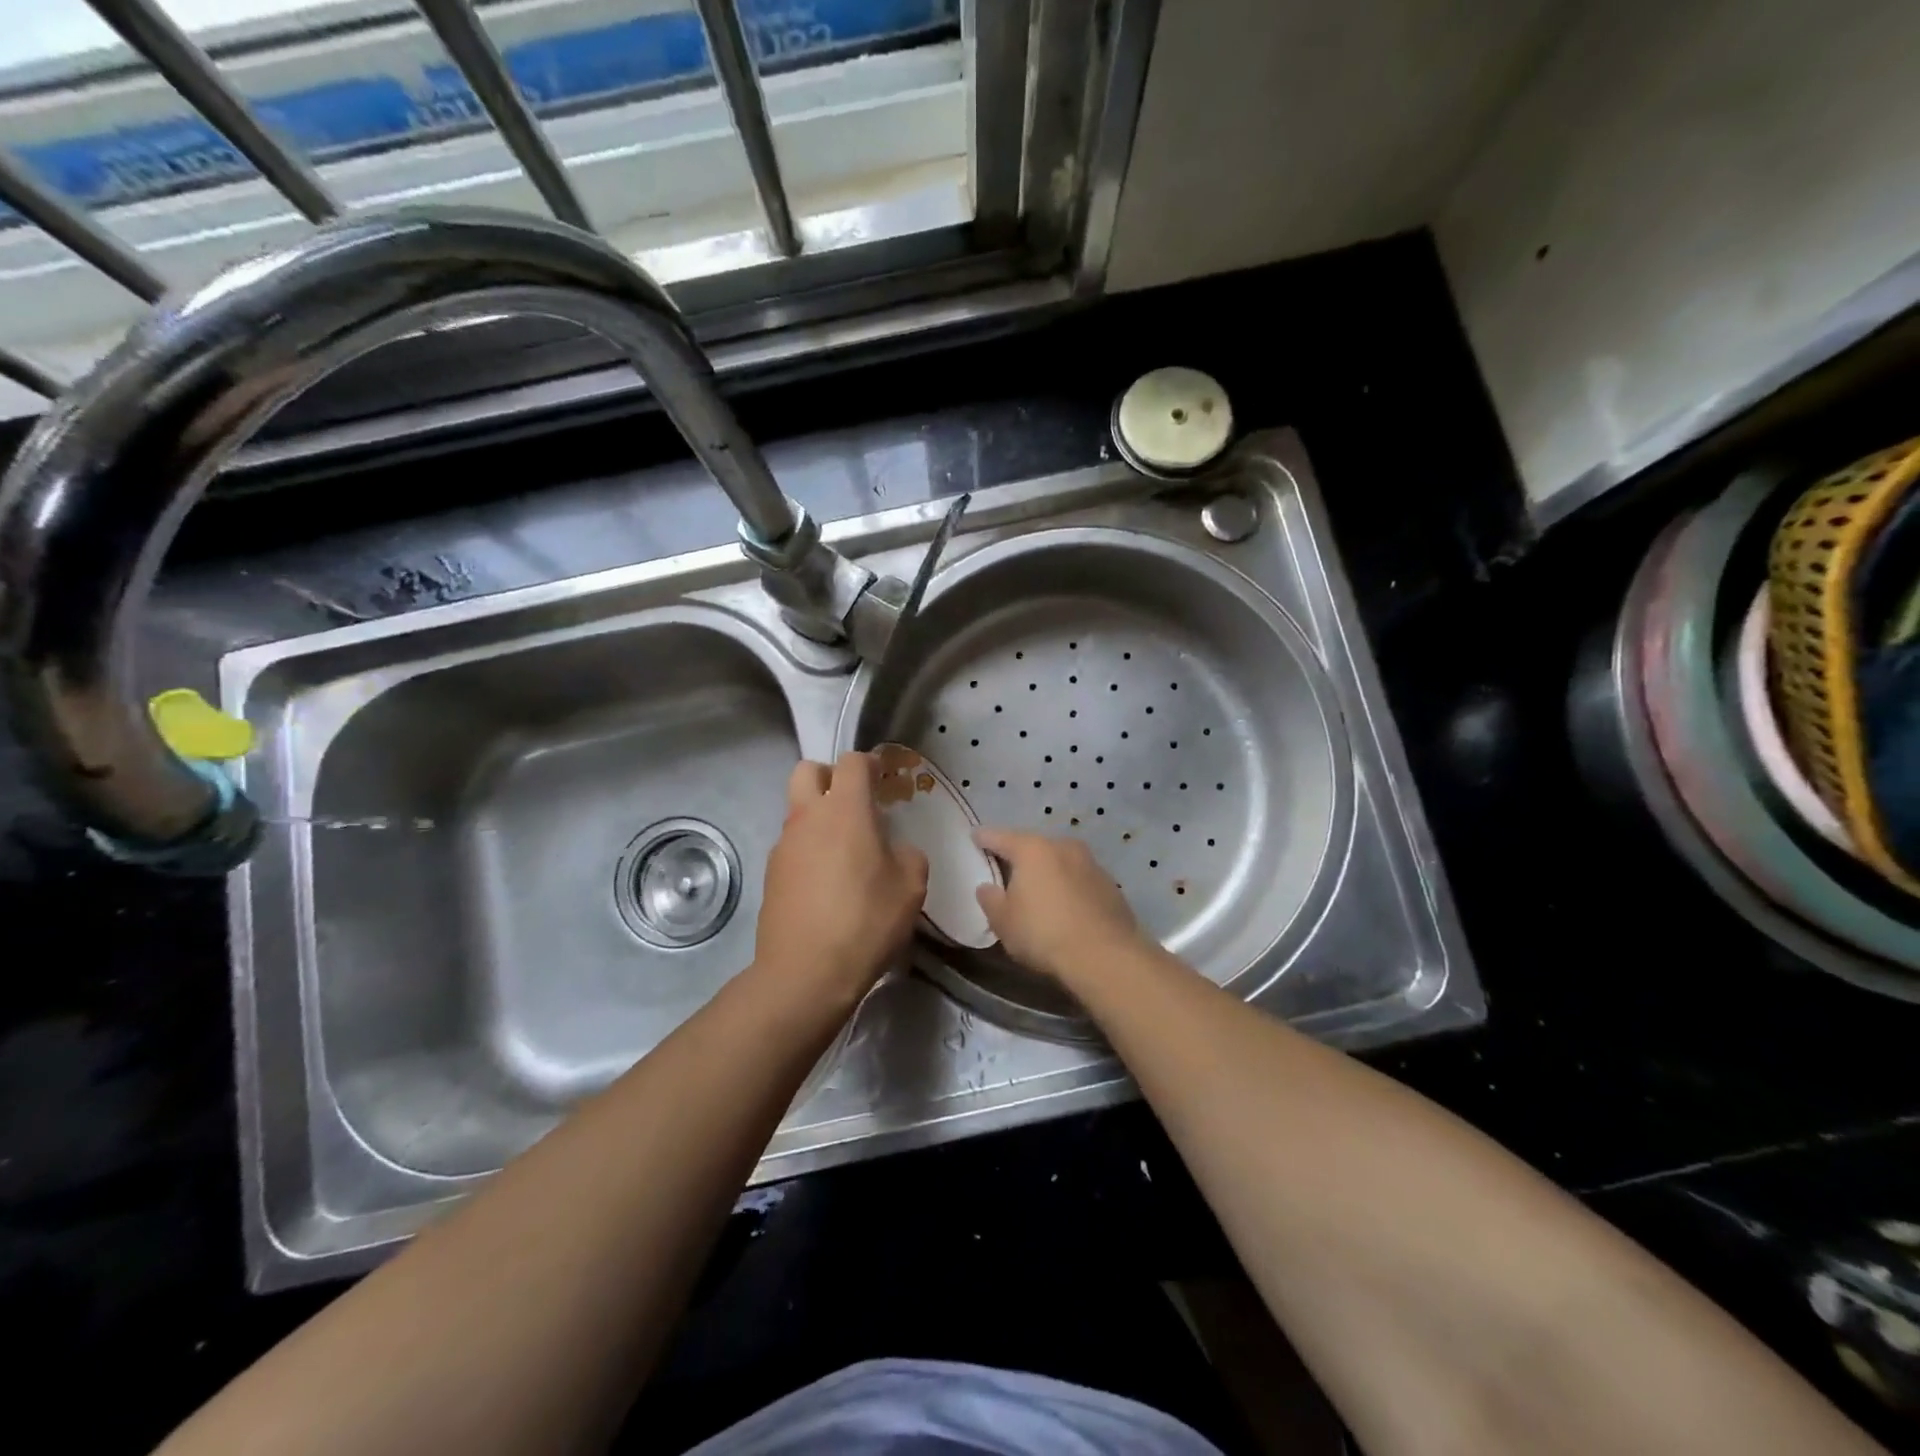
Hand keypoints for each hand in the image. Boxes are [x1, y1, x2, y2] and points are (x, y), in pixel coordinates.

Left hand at [755, 753, 928, 1008]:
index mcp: (844, 810)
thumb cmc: (866, 921)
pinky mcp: (771, 874)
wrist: (805, 973)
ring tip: (846, 851)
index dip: (870, 763)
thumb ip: (908, 854)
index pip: (852, 762)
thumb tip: (895, 850)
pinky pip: (792, 845)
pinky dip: (809, 849)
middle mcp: (807, 818)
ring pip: (797, 810)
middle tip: (854, 803)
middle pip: (808, 771)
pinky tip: (828, 883)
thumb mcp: (911, 886)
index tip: (883, 778)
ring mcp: (783, 846)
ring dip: (819, 816)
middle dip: (830, 777)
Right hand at [974, 828, 1150, 985]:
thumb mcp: (1003, 922)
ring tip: (1038, 890)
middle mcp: (1063, 847)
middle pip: (1033, 846)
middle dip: (1019, 856)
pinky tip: (1066, 907)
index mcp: (1032, 849)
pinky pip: (1080, 879)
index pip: (1000, 837)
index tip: (975, 836)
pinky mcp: (1111, 885)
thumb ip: (990, 900)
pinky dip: (1069, 887)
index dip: (984, 838)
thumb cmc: (1043, 934)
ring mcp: (1091, 863)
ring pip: (1060, 861)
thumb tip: (987, 887)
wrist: (1105, 956)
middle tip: (1006, 869)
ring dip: (1048, 871)